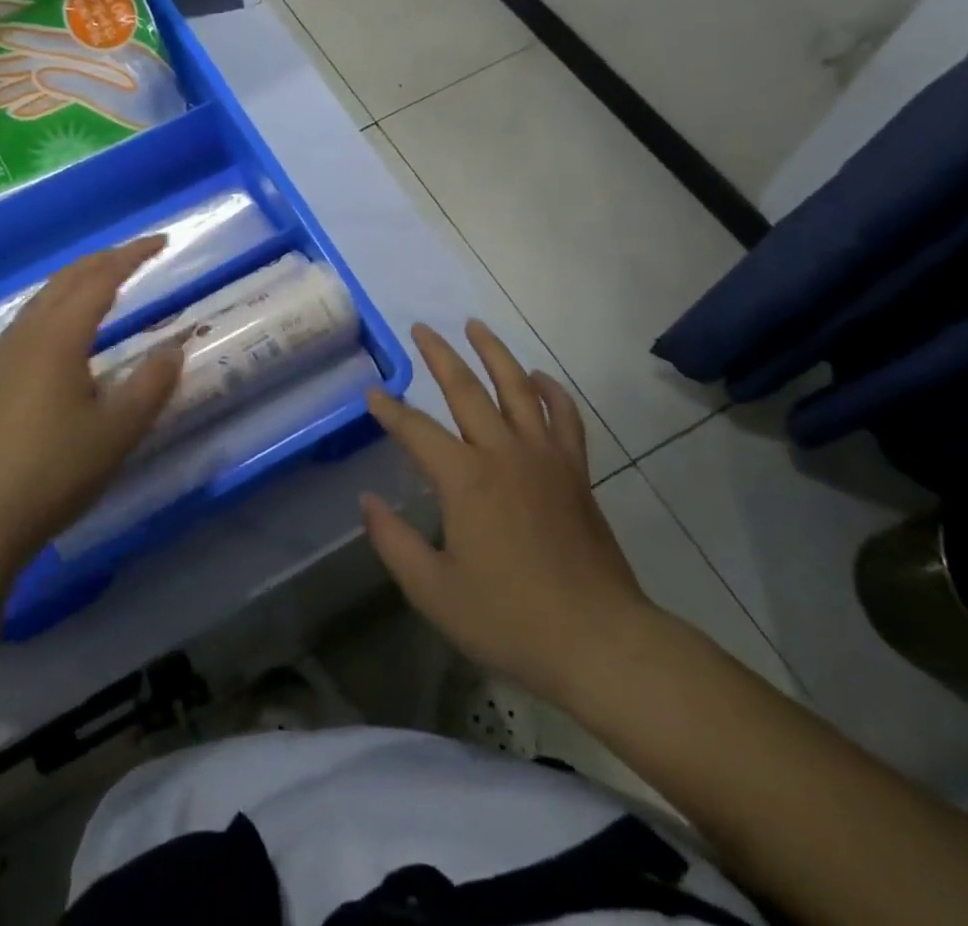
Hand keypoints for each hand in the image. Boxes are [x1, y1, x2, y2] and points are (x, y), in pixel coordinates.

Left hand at [0, 237, 183, 581]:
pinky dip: (59, 300)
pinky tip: (64, 323)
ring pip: (45, 296)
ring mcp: (6, 355)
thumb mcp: (117, 432)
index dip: (132, 257)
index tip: (162, 242)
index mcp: (59, 338)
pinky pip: (32, 317)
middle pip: (68, 279)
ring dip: (79, 278)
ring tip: (107, 277)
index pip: (100, 280)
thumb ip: (151, 385)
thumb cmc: (54, 472)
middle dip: (105, 259)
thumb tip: (174, 348)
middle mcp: (28, 335)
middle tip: (140, 253)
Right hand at [361, 321, 656, 708]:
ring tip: (476, 326)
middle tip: (422, 328)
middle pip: (467, 389)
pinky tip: (539, 377)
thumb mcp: (433, 590)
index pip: (416, 430)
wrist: (599, 641)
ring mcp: (545, 458)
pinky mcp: (575, 472)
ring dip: (495, 353)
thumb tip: (368, 501)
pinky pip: (564, 417)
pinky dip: (552, 391)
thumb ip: (393, 541)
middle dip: (440, 356)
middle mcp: (504, 453)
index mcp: (465, 478)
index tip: (372, 393)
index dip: (390, 410)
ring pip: (518, 388)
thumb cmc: (509, 619)